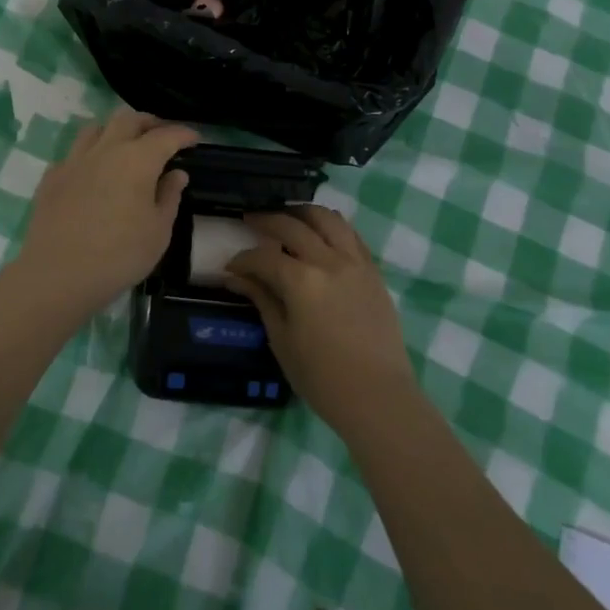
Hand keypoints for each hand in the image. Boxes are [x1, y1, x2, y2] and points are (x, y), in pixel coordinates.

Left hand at [11, 109, 198, 318]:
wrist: (58, 274)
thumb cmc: (119, 255)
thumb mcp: (158, 231)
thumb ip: (169, 196)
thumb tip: (176, 173)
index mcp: (137, 160)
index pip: (166, 136)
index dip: (182, 134)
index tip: (194, 139)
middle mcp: (106, 150)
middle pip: (128, 119)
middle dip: (149, 122)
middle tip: (160, 134)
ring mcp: (74, 160)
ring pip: (96, 128)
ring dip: (115, 130)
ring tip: (124, 144)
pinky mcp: (52, 176)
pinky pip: (74, 153)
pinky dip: (89, 154)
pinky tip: (92, 171)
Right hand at [224, 206, 415, 432]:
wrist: (378, 397)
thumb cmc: (322, 377)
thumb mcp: (282, 339)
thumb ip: (261, 300)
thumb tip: (236, 277)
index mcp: (301, 280)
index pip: (263, 257)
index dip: (242, 259)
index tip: (231, 267)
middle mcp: (328, 261)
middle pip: (291, 225)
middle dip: (266, 220)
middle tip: (250, 221)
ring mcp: (355, 262)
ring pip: (327, 219)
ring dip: (302, 212)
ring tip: (288, 217)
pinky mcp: (373, 271)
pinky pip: (351, 235)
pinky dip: (331, 227)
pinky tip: (320, 235)